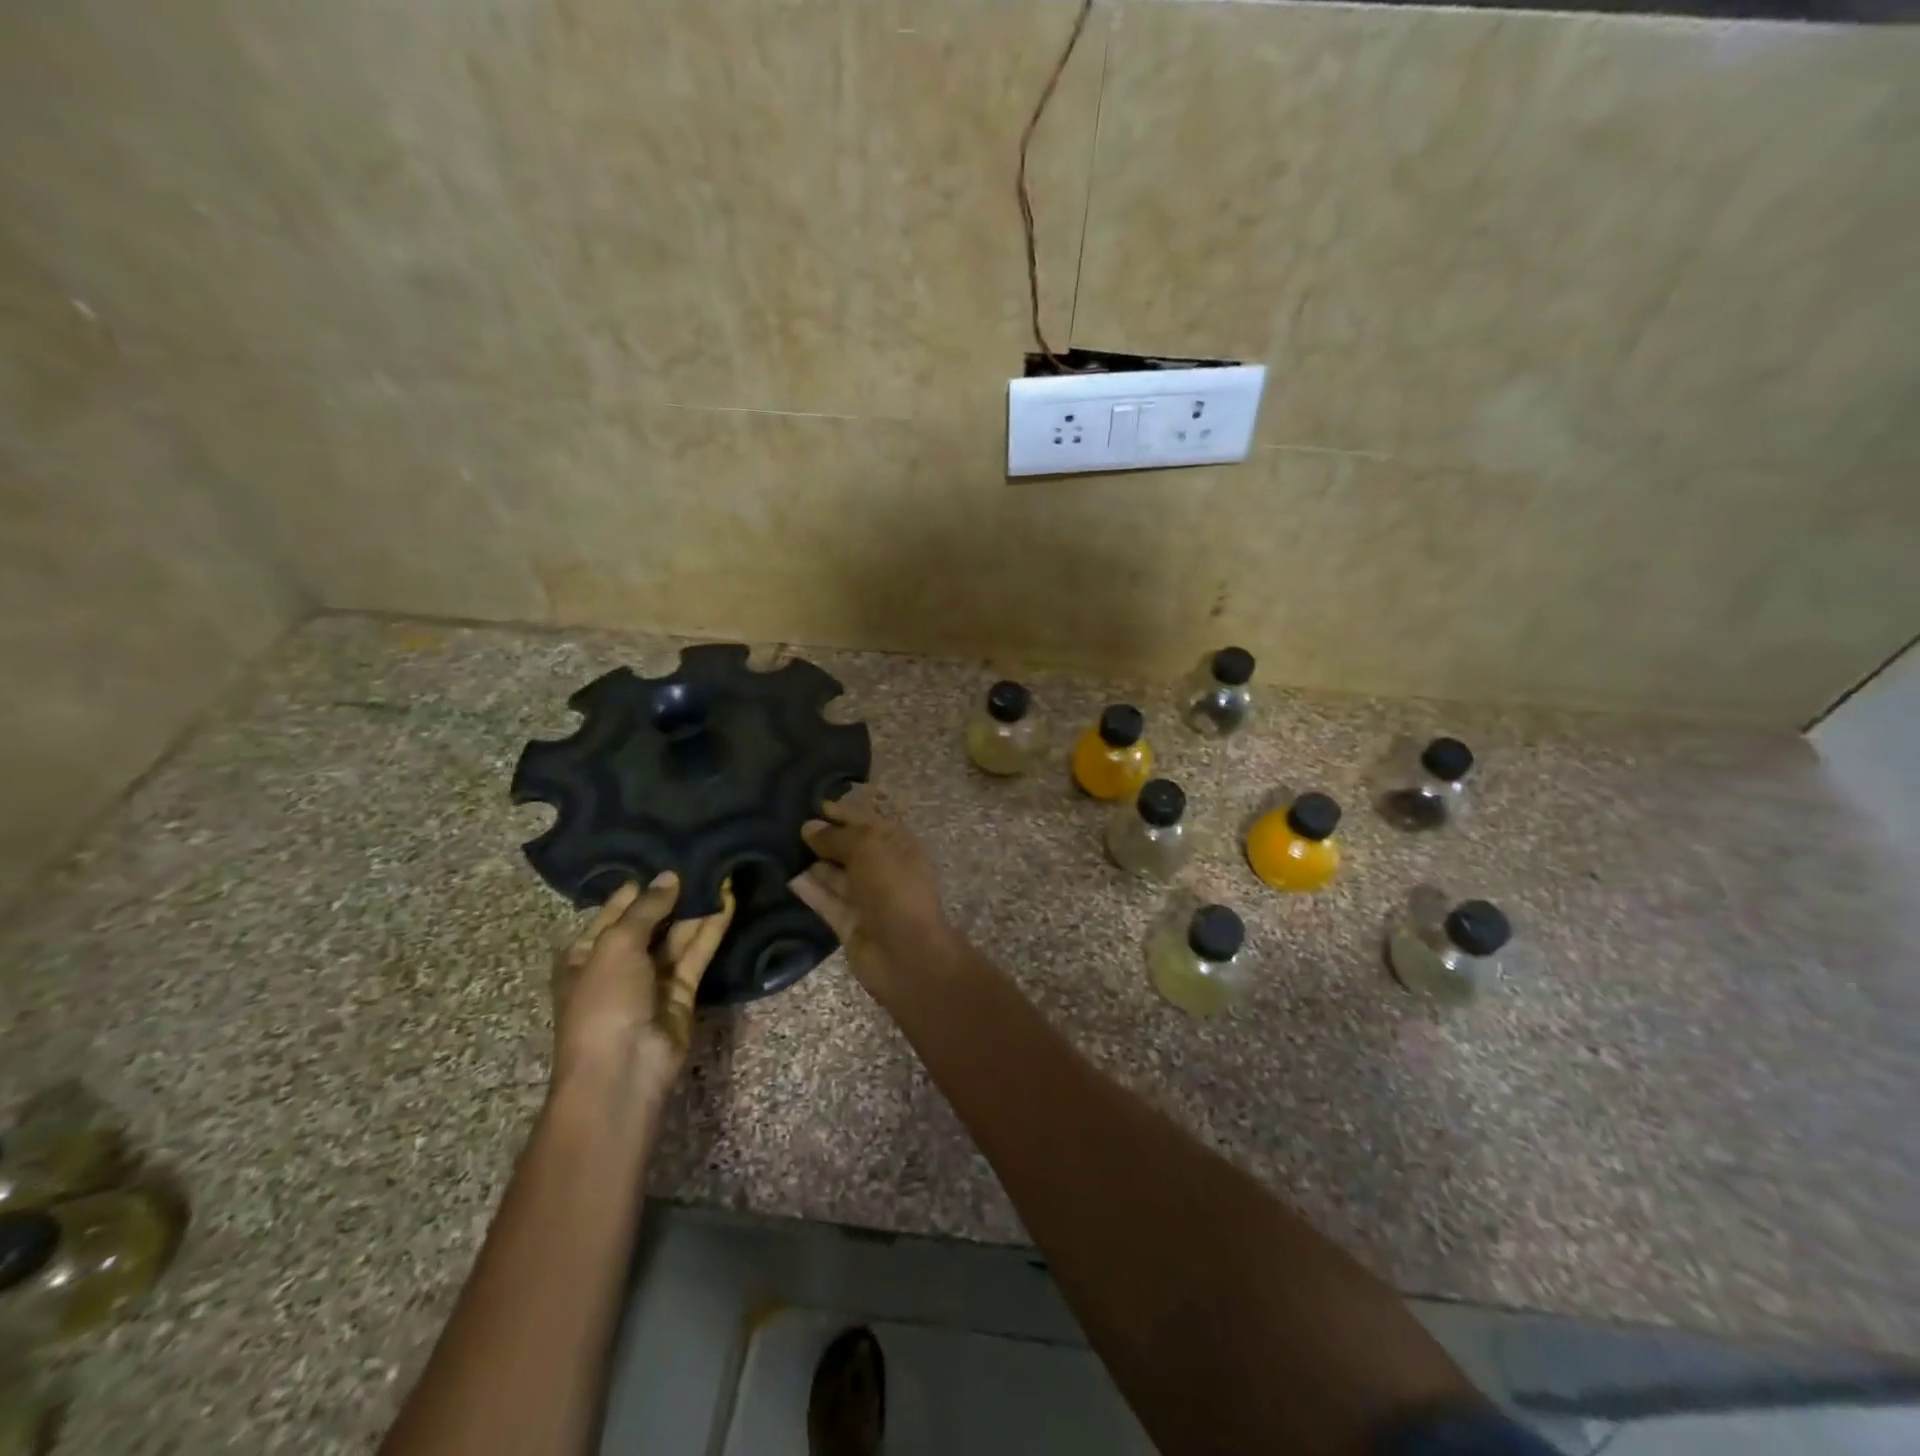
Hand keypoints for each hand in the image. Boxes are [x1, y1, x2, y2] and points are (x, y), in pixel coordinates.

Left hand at [551, 872, 733, 1111]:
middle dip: (672, 895)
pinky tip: (727, 900)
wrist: (623, 1069)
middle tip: (701, 858)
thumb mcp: (616, 945)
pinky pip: (697, 953)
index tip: (666, 854)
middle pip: (649, 922)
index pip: (613, 911)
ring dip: (696, 908)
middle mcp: (619, 964)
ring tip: (719, 872)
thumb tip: (670, 876)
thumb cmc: (603, 1002)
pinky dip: (711, 928)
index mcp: (585, 954)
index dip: (638, 887)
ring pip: (677, 936)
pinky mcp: (682, 991)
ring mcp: (652, 979)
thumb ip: (646, 908)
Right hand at [788, 798, 957, 991]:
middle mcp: (883, 869)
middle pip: (850, 848)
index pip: (868, 821)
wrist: (907, 953)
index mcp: (898, 845)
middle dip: (825, 837)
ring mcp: (867, 898)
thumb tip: (810, 827)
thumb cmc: (894, 888)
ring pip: (836, 875)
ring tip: (780, 846)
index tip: (815, 804)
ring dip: (813, 862)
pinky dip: (809, 890)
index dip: (844, 812)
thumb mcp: (868, 849)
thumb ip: (837, 837)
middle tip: (788, 824)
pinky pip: (827, 901)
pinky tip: (787, 876)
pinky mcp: (849, 924)